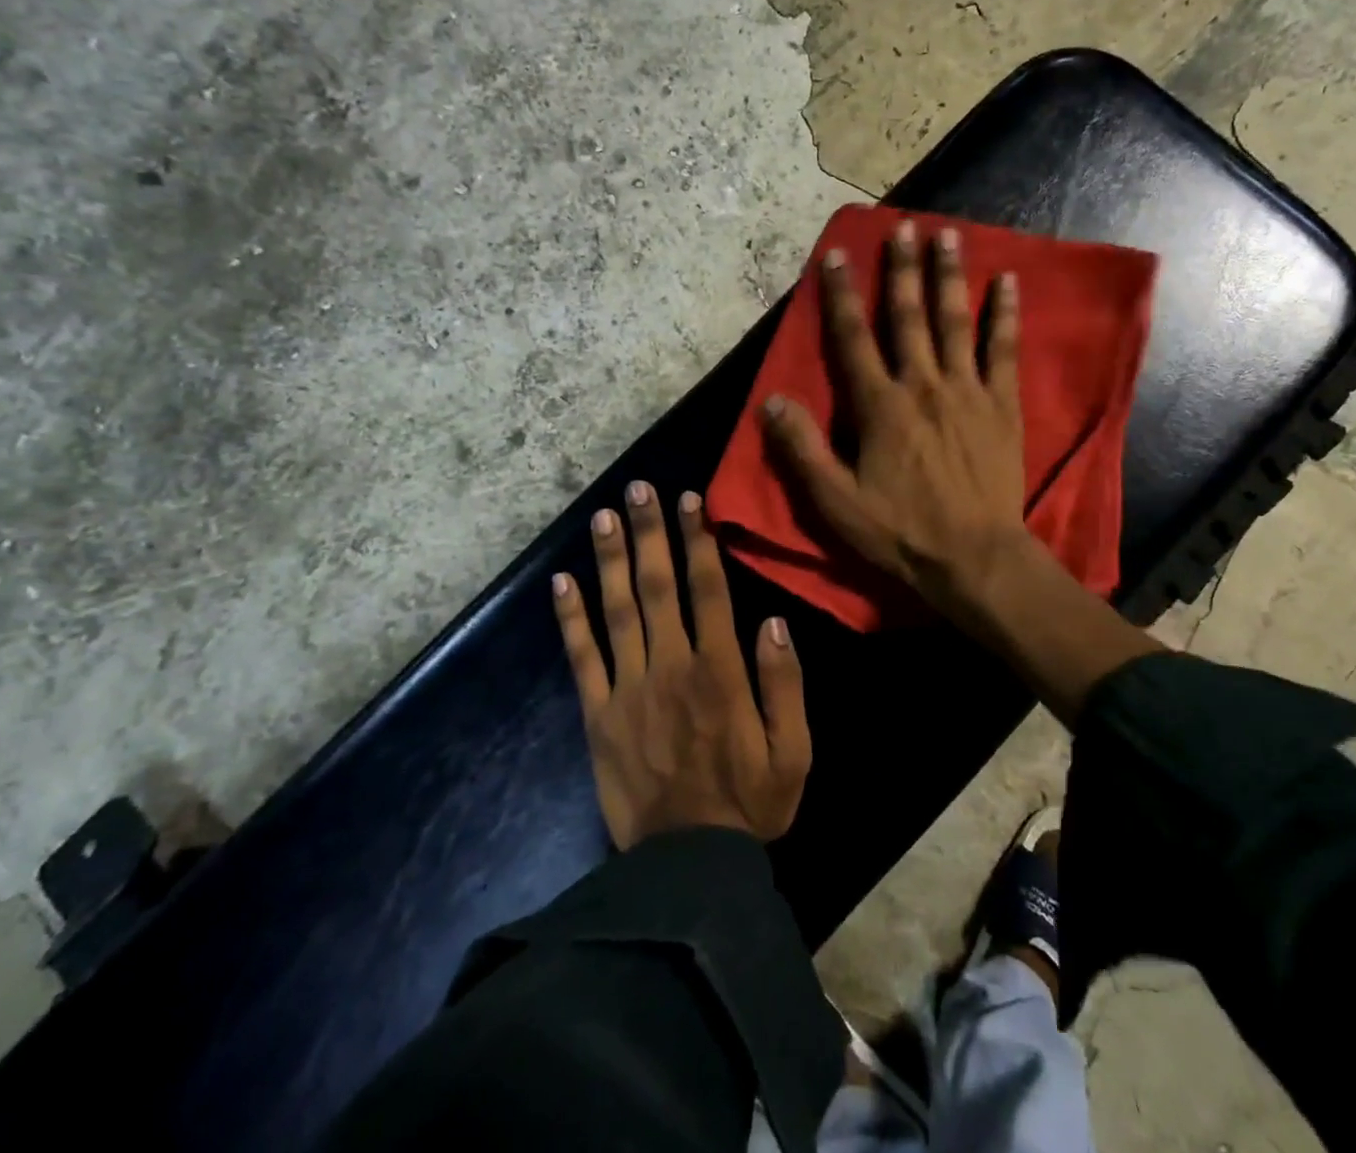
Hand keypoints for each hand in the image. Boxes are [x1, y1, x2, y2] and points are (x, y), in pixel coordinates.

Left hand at [553, 482, 810, 849]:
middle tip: (637, 488)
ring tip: (603, 517)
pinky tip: (561, 583)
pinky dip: (570, 619)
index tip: (688, 500)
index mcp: (719, 671)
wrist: (686, 867)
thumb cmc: (749, 805)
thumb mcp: (793, 751)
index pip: (708, 590)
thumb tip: (773, 621)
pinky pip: (582, 659)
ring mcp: (629, 689)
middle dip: (649, 533)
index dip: (698, 541)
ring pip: (618, 611)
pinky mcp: (598, 716)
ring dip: (611, 560)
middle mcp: (671, 666)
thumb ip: (784, 684)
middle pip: (658, 587)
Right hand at [764, 218, 1035, 622]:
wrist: (974, 558)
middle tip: (902, 227)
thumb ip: (803, 450)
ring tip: (949, 236)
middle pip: (908, 317)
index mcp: (880, 407)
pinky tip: (1009, 282)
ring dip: (950, 277)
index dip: (841, 296)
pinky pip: (1003, 350)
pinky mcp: (1002, 405)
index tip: (837, 254)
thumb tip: (772, 401)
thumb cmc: (900, 532)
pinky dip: (1005, 315)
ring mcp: (967, 391)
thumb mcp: (836, 502)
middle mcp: (922, 385)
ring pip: (955, 322)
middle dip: (902, 270)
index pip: (852, 339)